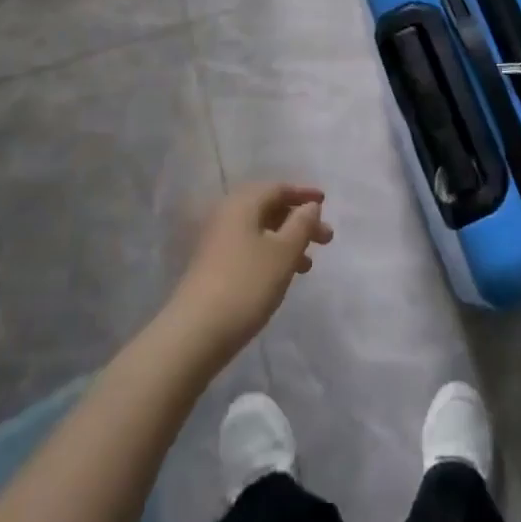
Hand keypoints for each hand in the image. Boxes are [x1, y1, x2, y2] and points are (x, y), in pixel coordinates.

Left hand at [169, 181, 334, 359]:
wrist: (195, 333)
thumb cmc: (246, 284)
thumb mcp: (283, 252)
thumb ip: (302, 225)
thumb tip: (310, 206)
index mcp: (243, 203)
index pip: (278, 188)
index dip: (304, 193)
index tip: (326, 201)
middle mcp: (227, 215)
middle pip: (269, 208)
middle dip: (299, 220)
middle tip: (325, 239)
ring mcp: (217, 241)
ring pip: (261, 230)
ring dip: (287, 240)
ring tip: (309, 264)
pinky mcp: (214, 266)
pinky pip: (250, 247)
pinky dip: (271, 254)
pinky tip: (282, 275)